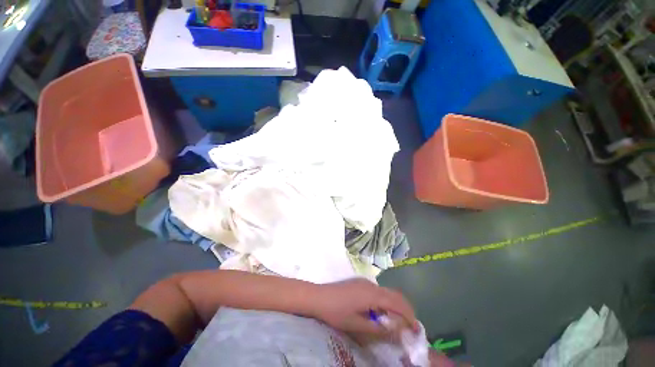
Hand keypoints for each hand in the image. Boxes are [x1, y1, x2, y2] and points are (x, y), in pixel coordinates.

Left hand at [311, 278, 417, 336]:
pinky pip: (378, 291)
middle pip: (394, 294)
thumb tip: (397, 330)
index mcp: (372, 294)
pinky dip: (385, 301)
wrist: (318, 296)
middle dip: (405, 309)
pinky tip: (379, 312)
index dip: (409, 315)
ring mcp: (365, 282)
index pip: (397, 302)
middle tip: (409, 326)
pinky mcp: (359, 283)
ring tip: (395, 322)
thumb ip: (379, 328)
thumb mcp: (357, 325)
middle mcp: (371, 285)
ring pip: (386, 292)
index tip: (415, 328)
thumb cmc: (336, 312)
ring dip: (394, 305)